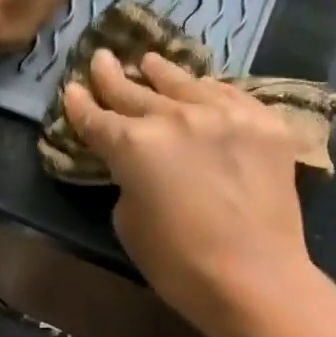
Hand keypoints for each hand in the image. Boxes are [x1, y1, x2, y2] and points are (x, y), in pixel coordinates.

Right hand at [63, 49, 318, 336]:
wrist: (256, 278)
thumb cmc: (179, 265)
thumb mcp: (129, 223)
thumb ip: (127, 181)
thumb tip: (139, 167)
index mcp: (134, 145)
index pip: (97, 118)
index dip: (80, 105)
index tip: (71, 89)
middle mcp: (176, 116)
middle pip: (136, 91)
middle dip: (113, 77)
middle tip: (101, 58)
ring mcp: (225, 113)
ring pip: (184, 83)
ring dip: (161, 72)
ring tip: (149, 61)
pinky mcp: (264, 122)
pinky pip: (229, 94)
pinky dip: (207, 90)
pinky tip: (201, 86)